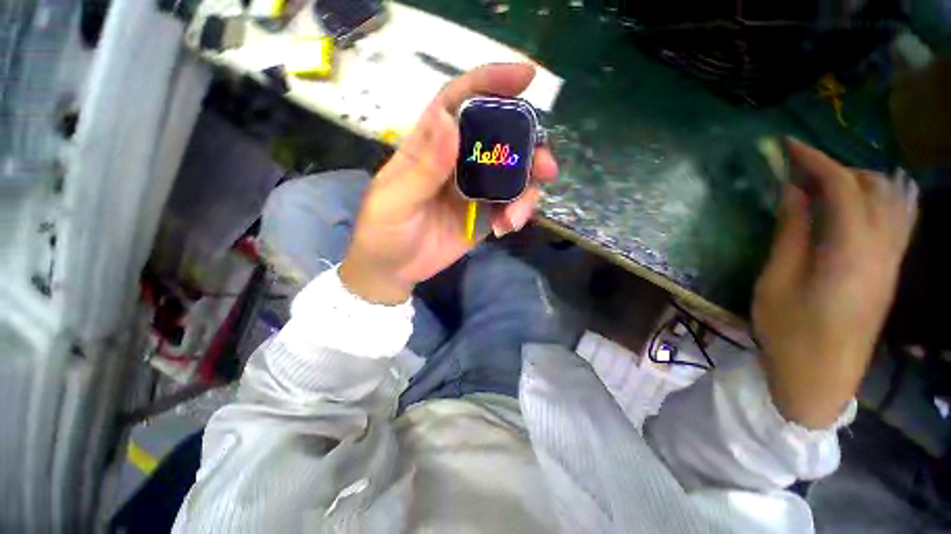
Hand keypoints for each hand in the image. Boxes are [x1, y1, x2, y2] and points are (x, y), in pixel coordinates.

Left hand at [340, 64, 557, 303]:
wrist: (393, 269)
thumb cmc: (383, 231)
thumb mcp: (396, 200)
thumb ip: (424, 167)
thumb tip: (449, 120)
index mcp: (430, 146)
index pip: (460, 102)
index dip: (490, 83)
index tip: (526, 76)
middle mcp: (457, 162)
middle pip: (499, 138)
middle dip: (528, 146)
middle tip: (545, 166)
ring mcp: (474, 190)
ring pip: (512, 175)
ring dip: (527, 189)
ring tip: (519, 214)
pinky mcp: (484, 215)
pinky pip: (510, 206)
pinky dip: (517, 213)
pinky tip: (508, 227)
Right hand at [753, 139, 917, 428]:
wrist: (820, 379)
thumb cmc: (789, 332)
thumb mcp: (776, 282)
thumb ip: (791, 233)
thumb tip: (793, 193)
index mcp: (851, 253)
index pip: (843, 188)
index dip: (815, 161)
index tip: (788, 146)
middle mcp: (882, 250)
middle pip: (873, 188)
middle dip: (836, 168)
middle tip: (798, 171)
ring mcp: (891, 262)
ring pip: (891, 201)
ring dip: (858, 181)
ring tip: (823, 183)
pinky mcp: (889, 272)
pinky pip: (897, 221)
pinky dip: (880, 199)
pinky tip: (859, 202)